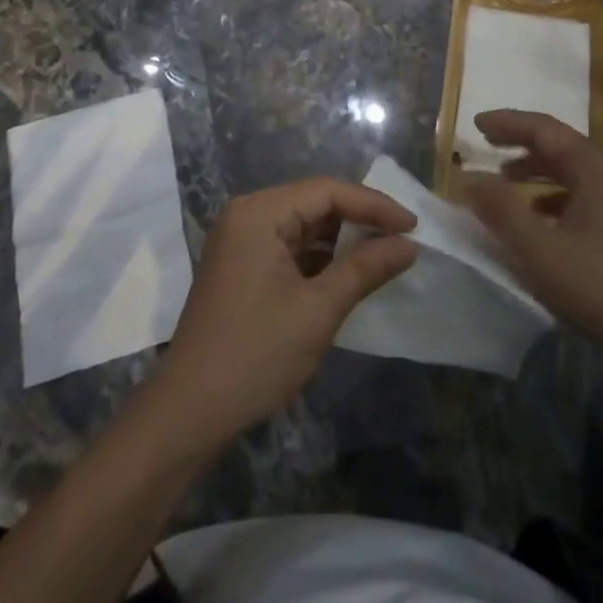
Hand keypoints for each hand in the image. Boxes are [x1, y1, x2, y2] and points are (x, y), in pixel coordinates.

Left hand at [155, 179, 417, 442]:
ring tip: (384, 255)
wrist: (189, 412)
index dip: (374, 205)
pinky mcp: (242, 265)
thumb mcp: (318, 310)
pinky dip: (320, 258)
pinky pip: (290, 246)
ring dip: (342, 240)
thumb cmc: (255, 354)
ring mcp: (241, 239)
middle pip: (315, 202)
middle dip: (360, 220)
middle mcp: (248, 214)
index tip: (413, 226)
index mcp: (260, 212)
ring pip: (304, 225)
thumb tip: (408, 245)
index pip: (328, 191)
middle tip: (402, 239)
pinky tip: (348, 273)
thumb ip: (365, 268)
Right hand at [463, 110, 602, 370]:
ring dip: (536, 170)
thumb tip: (469, 178)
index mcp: (592, 168)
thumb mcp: (540, 251)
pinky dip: (553, 196)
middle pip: (558, 145)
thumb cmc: (602, 287)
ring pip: (571, 171)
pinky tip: (540, 218)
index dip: (507, 123)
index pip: (543, 128)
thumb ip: (501, 211)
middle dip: (520, 142)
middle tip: (486, 143)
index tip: (476, 123)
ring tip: (505, 181)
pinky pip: (582, 195)